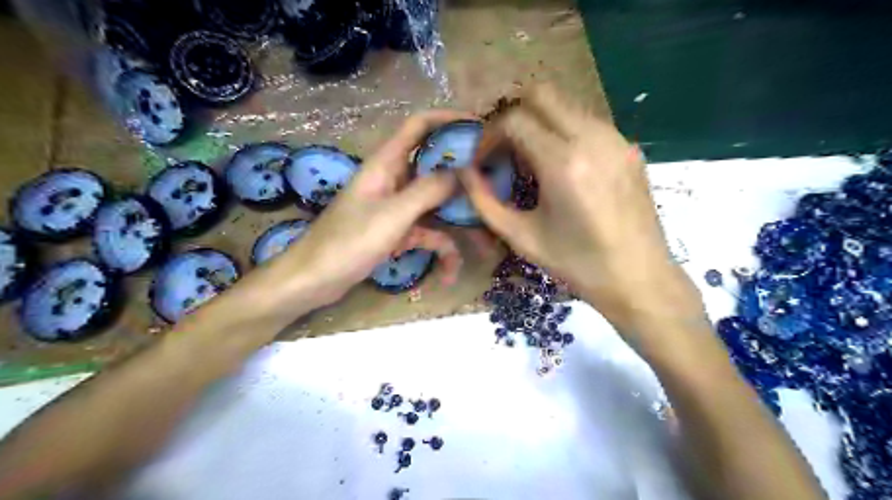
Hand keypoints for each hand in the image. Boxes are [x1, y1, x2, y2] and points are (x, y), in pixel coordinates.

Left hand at [275, 110, 468, 306]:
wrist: (315, 281)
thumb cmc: (347, 242)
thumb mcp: (392, 215)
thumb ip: (428, 191)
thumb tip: (463, 171)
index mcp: (386, 164)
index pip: (419, 126)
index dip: (448, 119)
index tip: (480, 126)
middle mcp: (394, 180)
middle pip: (435, 167)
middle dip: (464, 178)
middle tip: (495, 185)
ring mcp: (397, 207)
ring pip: (437, 206)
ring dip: (458, 224)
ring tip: (485, 245)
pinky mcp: (398, 231)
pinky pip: (427, 235)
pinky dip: (439, 252)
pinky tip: (446, 276)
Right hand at [460, 84, 702, 328]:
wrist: (639, 278)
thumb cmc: (577, 264)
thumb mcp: (521, 237)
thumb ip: (484, 201)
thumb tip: (463, 171)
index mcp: (563, 162)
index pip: (514, 119)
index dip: (489, 134)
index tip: (482, 158)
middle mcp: (592, 138)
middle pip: (542, 93)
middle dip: (512, 113)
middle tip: (501, 146)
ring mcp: (615, 139)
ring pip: (566, 104)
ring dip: (538, 121)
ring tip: (528, 158)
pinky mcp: (628, 148)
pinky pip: (587, 122)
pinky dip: (563, 131)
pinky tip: (559, 166)